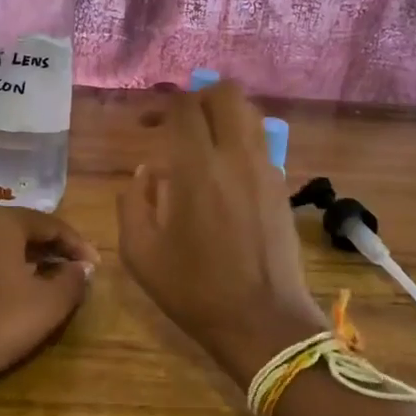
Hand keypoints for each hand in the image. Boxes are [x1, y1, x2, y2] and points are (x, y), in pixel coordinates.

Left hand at [0, 208, 97, 398]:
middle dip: (56, 249)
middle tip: (79, 272)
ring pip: (7, 245)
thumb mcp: (47, 305)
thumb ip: (72, 281)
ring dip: (34, 260)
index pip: (52, 223)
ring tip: (55, 283)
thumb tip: (82, 268)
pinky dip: (11, 270)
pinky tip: (21, 294)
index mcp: (4, 223)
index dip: (78, 245)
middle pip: (27, 229)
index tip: (96, 267)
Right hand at [117, 81, 326, 385]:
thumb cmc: (195, 290)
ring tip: (202, 142)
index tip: (146, 125)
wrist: (263, 322)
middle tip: (179, 124)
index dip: (162, 105)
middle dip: (198, 97)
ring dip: (224, 115)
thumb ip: (133, 202)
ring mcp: (266, 169)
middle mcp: (237, 156)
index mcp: (198, 168)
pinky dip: (240, 141)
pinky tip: (223, 173)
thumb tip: (146, 172)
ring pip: (251, 113)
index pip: (185, 106)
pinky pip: (262, 143)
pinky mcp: (283, 186)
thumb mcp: (140, 253)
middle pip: (227, 93)